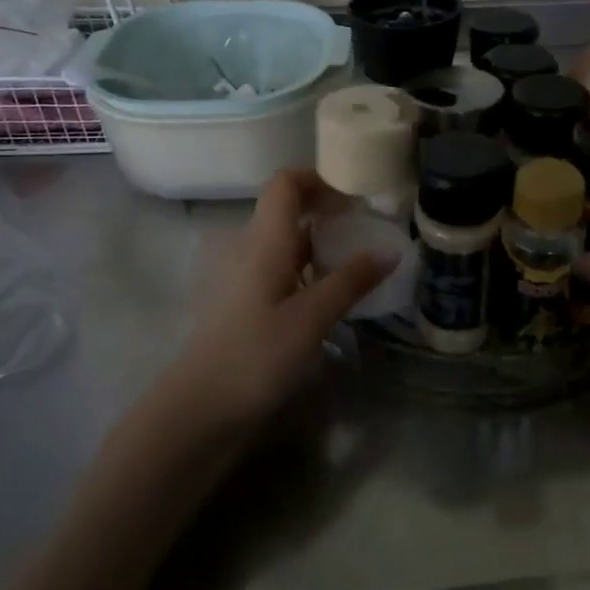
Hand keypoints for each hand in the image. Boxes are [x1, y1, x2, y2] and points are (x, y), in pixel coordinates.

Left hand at [161, 171, 392, 433]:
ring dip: (320, 246)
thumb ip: (351, 281)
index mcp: (263, 241)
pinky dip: (307, 272)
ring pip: (285, 245)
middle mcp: (249, 250)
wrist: (199, 410)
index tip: (356, 195)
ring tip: (359, 264)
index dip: (319, 179)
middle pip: (287, 212)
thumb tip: (391, 250)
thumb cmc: (255, 355)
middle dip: (328, 214)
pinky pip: (280, 272)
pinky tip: (331, 297)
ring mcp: (242, 279)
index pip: (285, 184)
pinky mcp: (243, 306)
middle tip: (368, 231)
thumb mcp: (312, 317)